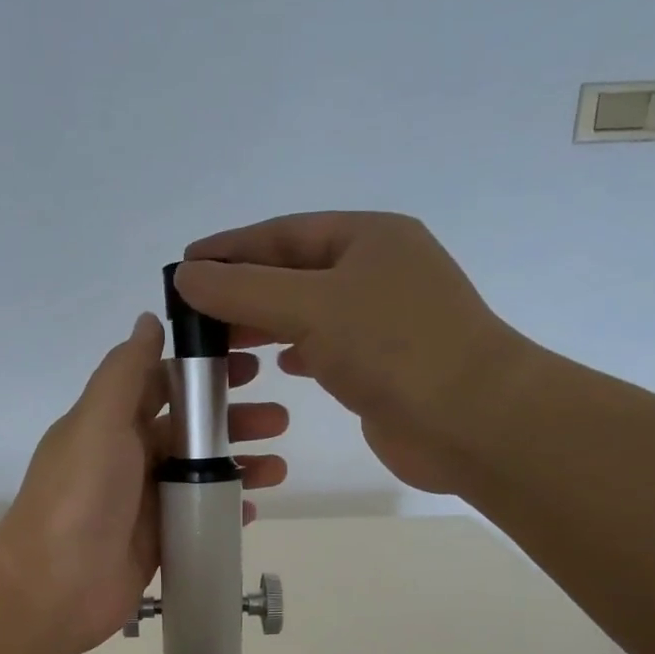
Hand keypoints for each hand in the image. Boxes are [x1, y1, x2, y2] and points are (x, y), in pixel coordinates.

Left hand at [0, 312, 288, 653]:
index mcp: (110, 423)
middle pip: (189, 430)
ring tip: (279, 467)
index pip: (164, 383)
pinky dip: (225, 510)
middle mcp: (127, 458)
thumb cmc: (79, 496)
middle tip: (279, 419)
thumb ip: (125, 371)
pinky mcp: (156, 542)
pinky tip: (253, 510)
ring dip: (239, 465)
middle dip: (233, 420)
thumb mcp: (99, 421)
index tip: (251, 363)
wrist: (55, 587)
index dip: (205, 371)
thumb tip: (148, 319)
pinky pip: (197, 517)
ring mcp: (142, 503)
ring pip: (200, 474)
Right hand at [172, 212, 536, 495]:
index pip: (283, 233)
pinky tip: (277, 365)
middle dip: (244, 290)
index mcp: (368, 237)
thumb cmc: (393, 348)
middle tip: (194, 313)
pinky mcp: (385, 365)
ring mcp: (385, 320)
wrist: (471, 420)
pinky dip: (298, 351)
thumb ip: (243, 290)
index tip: (184, 267)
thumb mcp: (310, 307)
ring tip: (221, 341)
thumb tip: (186, 275)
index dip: (230, 249)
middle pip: (295, 272)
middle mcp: (378, 271)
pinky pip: (328, 348)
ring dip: (266, 323)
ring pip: (310, 312)